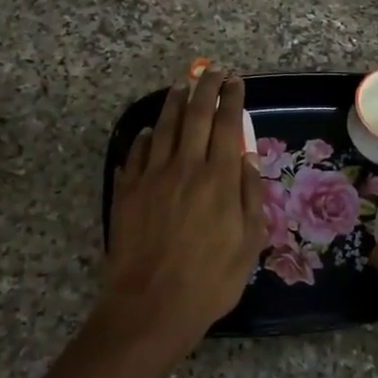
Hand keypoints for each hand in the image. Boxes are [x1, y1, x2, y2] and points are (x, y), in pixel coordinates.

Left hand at [39, 70, 262, 377]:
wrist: (150, 306)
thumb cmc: (209, 281)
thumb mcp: (248, 244)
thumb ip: (250, 197)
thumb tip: (246, 159)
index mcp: (219, 178)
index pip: (228, 124)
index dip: (232, 98)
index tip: (236, 81)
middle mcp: (186, 167)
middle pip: (196, 115)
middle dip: (205, 88)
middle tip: (211, 71)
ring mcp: (152, 177)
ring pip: (164, 127)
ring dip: (174, 103)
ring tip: (181, 86)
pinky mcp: (127, 191)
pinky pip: (136, 154)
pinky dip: (145, 137)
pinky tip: (148, 131)